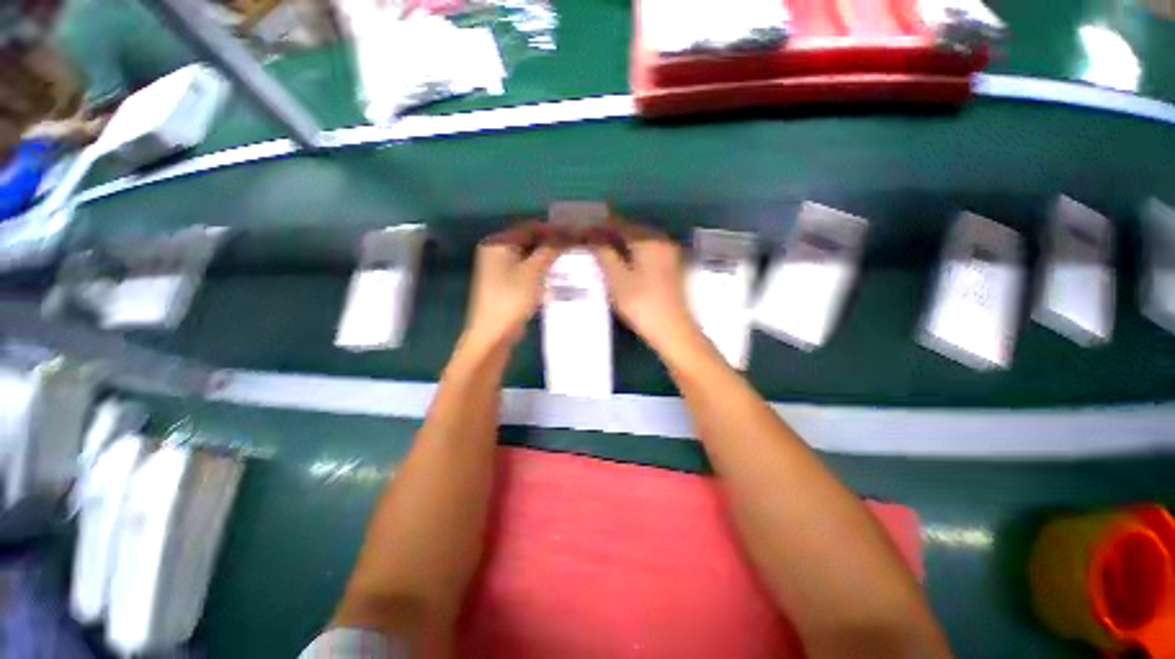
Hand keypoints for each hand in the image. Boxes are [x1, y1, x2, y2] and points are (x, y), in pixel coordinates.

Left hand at [463, 222, 563, 347]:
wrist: (494, 333)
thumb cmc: (512, 297)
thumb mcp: (534, 271)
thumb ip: (550, 250)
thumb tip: (567, 234)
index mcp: (498, 244)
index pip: (529, 228)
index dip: (552, 230)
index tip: (574, 234)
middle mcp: (496, 253)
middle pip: (529, 242)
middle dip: (552, 245)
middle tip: (574, 248)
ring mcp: (500, 270)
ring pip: (529, 258)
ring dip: (548, 259)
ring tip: (570, 261)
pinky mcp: (506, 286)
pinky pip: (527, 272)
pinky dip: (541, 272)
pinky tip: (557, 276)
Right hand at [589, 223, 701, 353]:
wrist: (673, 331)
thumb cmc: (641, 304)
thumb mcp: (616, 278)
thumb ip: (603, 252)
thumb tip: (591, 234)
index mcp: (649, 240)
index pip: (619, 223)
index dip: (599, 225)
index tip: (582, 229)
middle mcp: (661, 240)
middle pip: (631, 230)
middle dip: (609, 233)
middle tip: (589, 240)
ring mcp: (669, 254)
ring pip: (639, 241)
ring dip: (620, 244)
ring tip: (600, 251)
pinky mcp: (671, 267)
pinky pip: (646, 252)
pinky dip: (631, 253)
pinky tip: (620, 262)